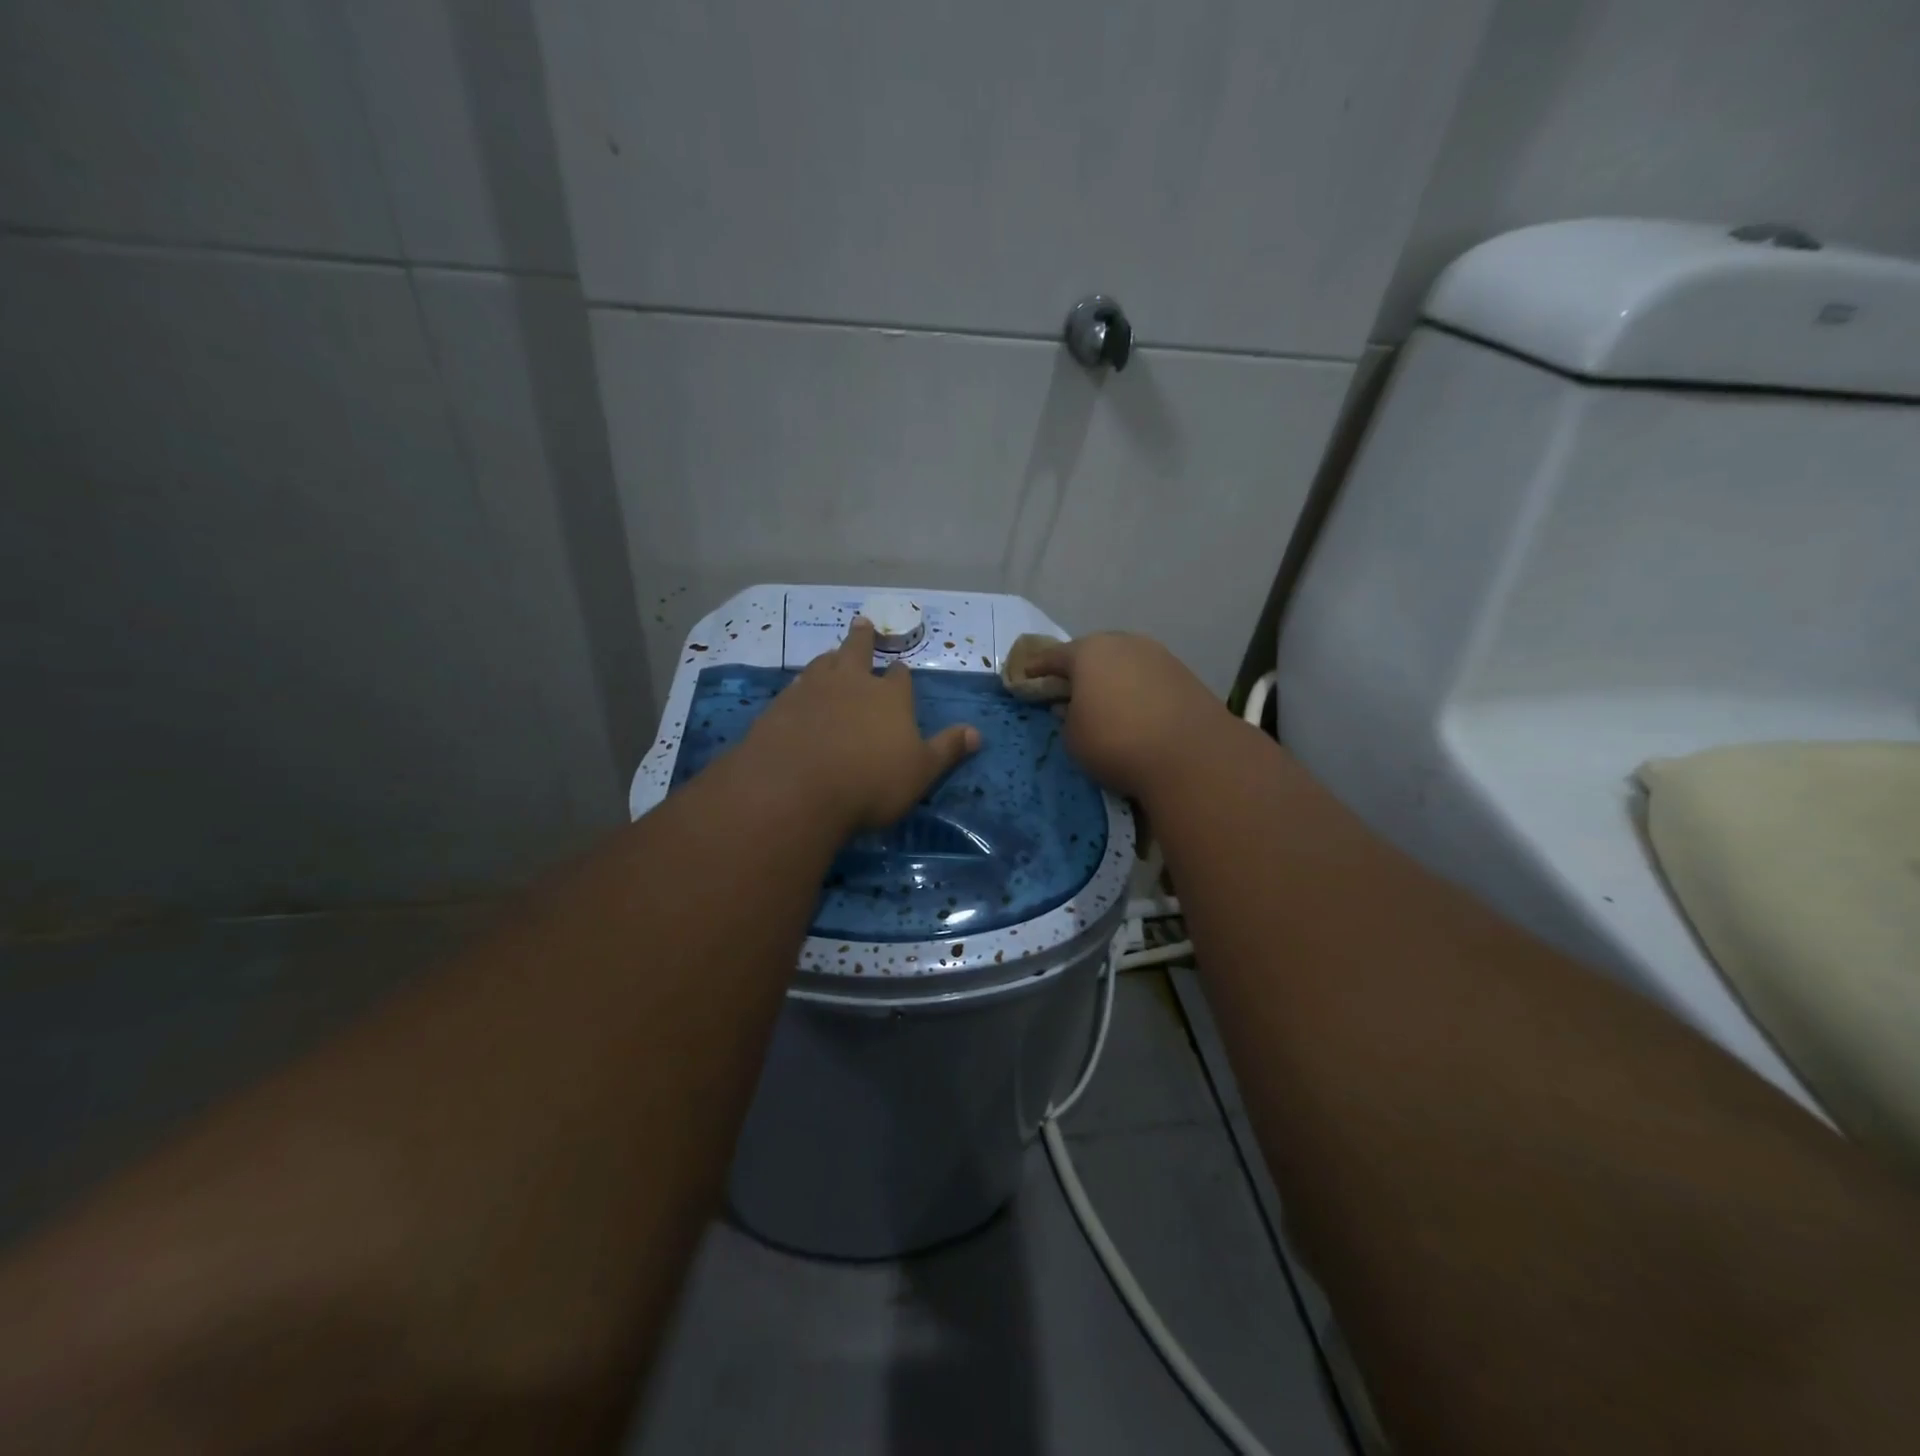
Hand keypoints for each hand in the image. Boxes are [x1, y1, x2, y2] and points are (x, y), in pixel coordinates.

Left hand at [743, 617, 979, 832]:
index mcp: (890, 697)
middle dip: (862, 638)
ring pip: (823, 664)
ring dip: (830, 658)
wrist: (797, 788)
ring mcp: (812, 691)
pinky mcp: (780, 707)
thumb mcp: (920, 772)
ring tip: (831, 654)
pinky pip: (794, 688)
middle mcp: (852, 683)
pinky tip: (798, 692)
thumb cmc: (871, 782)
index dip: (901, 674)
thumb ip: (947, 750)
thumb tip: (977, 733)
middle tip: (861, 622)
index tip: (901, 670)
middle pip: (857, 651)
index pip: (900, 677)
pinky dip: (801, 686)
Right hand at [1021, 633, 1228, 800]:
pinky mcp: (1185, 675)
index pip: (1053, 656)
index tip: (1026, 676)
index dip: (1037, 668)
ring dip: (1112, 677)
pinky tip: (1134, 708)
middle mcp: (1124, 643)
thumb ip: (1066, 717)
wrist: (1191, 755)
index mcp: (1088, 652)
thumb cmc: (1116, 742)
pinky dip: (1136, 688)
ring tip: (1104, 699)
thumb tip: (1072, 706)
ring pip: (1124, 662)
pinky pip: (1148, 677)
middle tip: (1068, 687)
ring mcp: (1158, 655)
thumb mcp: (1073, 736)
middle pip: (1093, 652)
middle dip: (1079, 668)